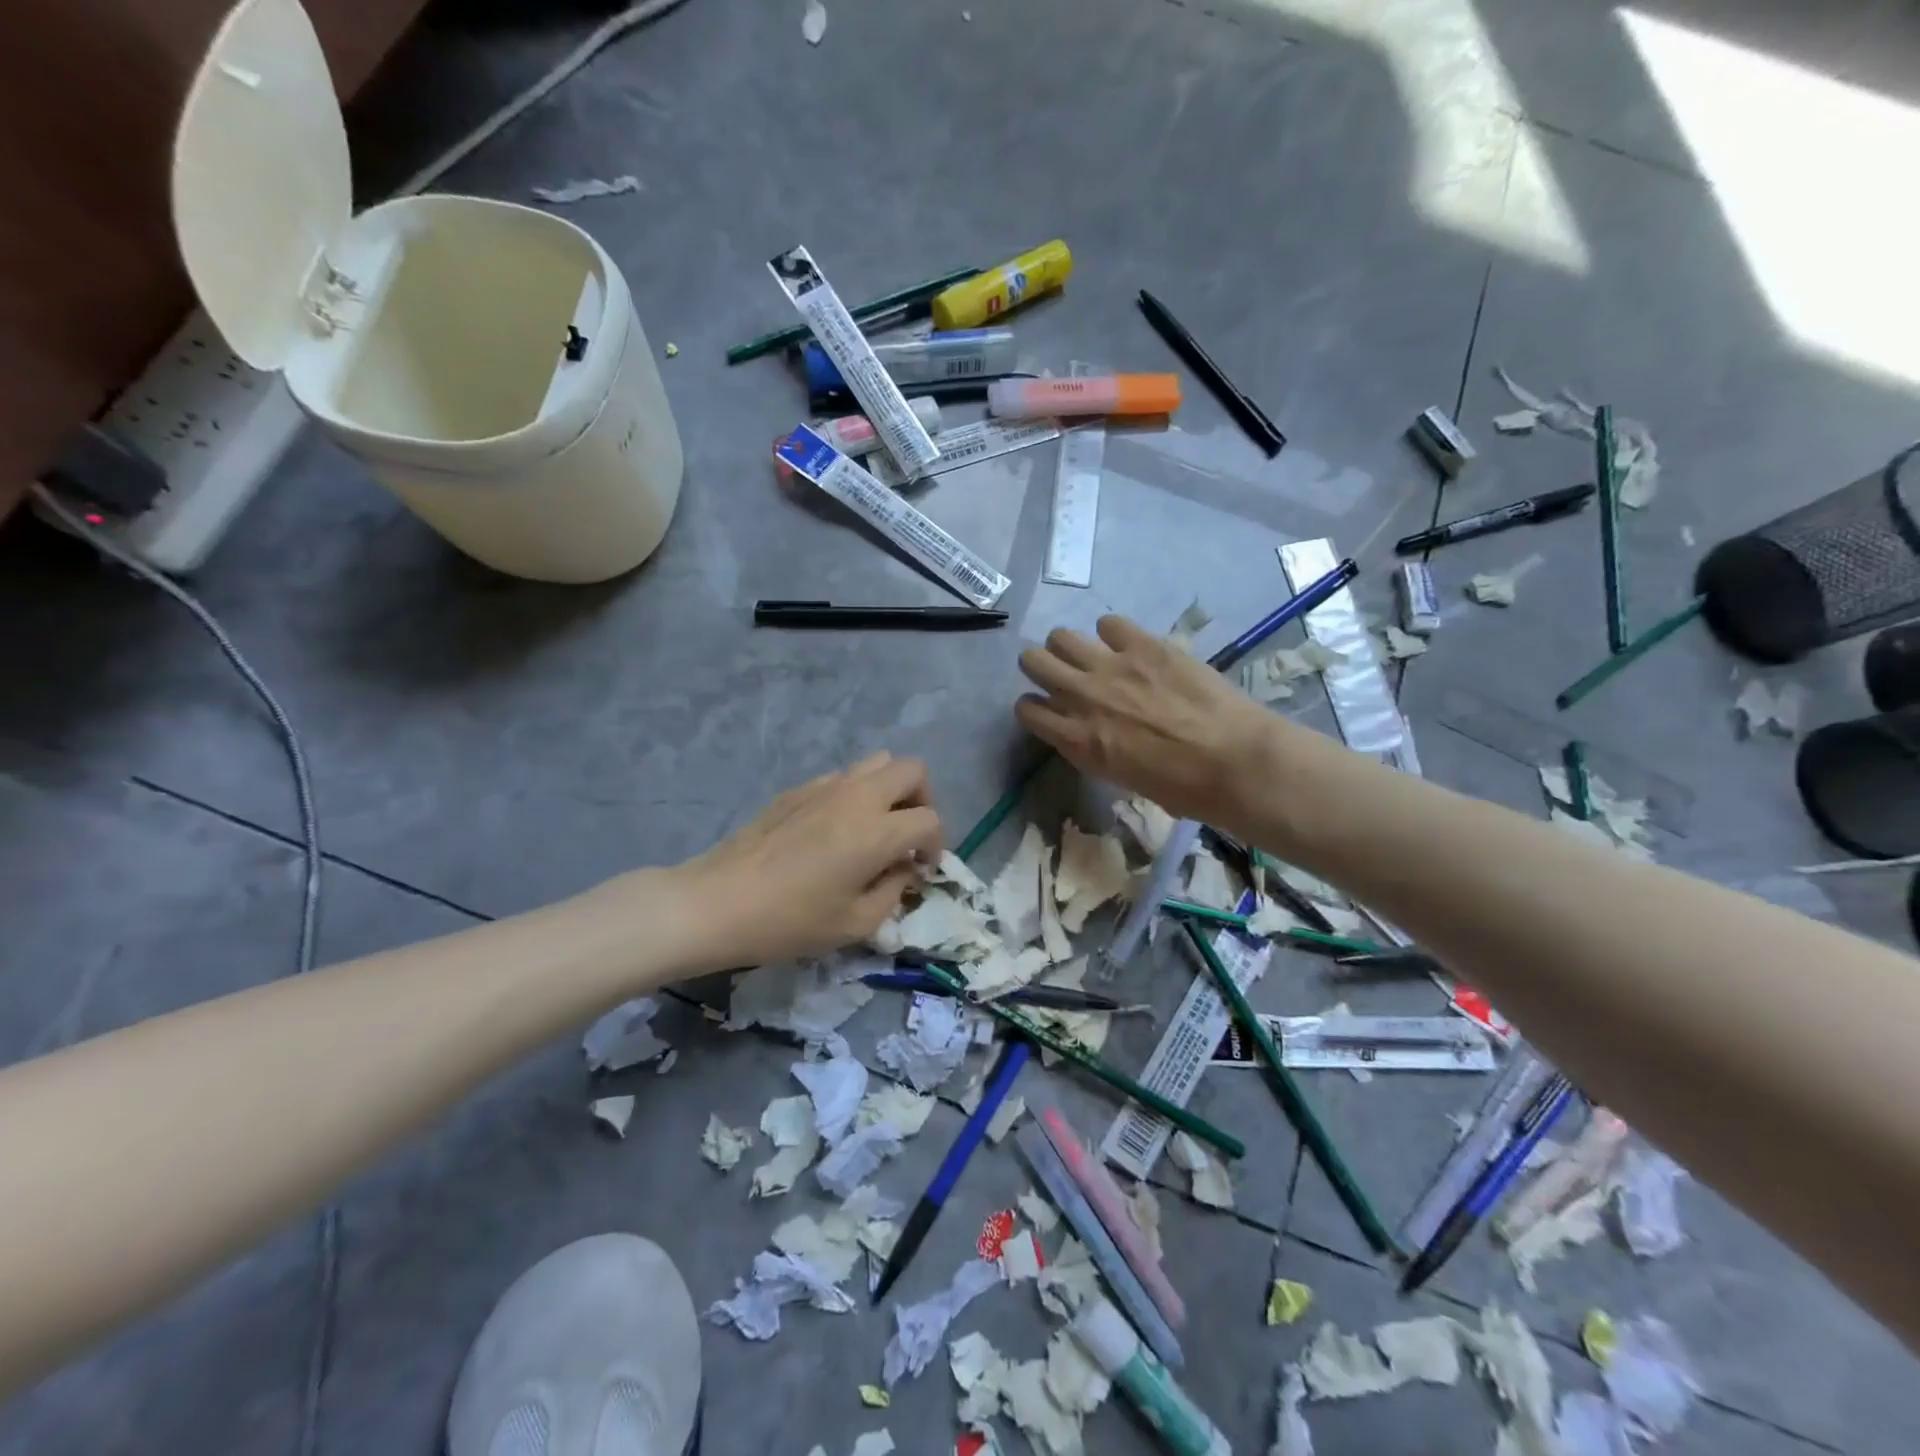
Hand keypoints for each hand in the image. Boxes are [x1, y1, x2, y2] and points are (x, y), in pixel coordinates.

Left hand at [675, 754, 942, 966]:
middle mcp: (858, 796)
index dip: (936, 845)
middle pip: (913, 770)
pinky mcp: (799, 788)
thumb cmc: (790, 921)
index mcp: (877, 831)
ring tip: (876, 826)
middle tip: (908, 836)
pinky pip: (844, 776)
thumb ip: (893, 892)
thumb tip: (903, 869)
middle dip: (922, 801)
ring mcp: (826, 786)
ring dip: (890, 789)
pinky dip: (856, 793)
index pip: (930, 820)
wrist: (718, 902)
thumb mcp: (855, 924)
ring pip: (878, 762)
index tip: (920, 869)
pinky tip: (836, 830)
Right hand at [1016, 616, 1274, 827]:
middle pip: (1033, 661)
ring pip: (1061, 636)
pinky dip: (1114, 634)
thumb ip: (1092, 749)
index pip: (1026, 709)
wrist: (1232, 761)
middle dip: (1042, 667)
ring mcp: (1111, 666)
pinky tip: (1129, 646)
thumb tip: (1088, 732)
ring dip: (1070, 647)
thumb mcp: (1120, 777)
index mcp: (1076, 739)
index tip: (1048, 708)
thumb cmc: (1181, 788)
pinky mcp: (1143, 644)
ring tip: (1092, 655)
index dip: (1034, 707)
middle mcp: (1082, 697)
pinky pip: (1109, 623)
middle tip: (1063, 674)